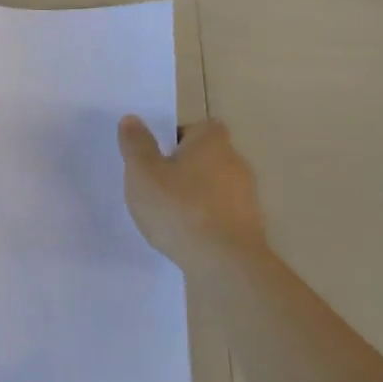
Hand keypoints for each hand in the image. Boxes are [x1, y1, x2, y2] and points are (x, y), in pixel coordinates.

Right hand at [118, 117, 265, 271]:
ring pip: (215, 186)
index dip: (177, 138)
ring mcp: (247, 195)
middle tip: (156, 186)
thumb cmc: (179, 209)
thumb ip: (136, 145)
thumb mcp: (143, 173)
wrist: (225, 262)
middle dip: (184, 168)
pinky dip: (206, 219)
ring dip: (195, 195)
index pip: (198, 127)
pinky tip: (187, 236)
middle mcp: (235, 162)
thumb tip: (132, 118)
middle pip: (207, 156)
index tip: (157, 157)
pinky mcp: (250, 225)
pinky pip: (222, 213)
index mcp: (211, 142)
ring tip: (169, 215)